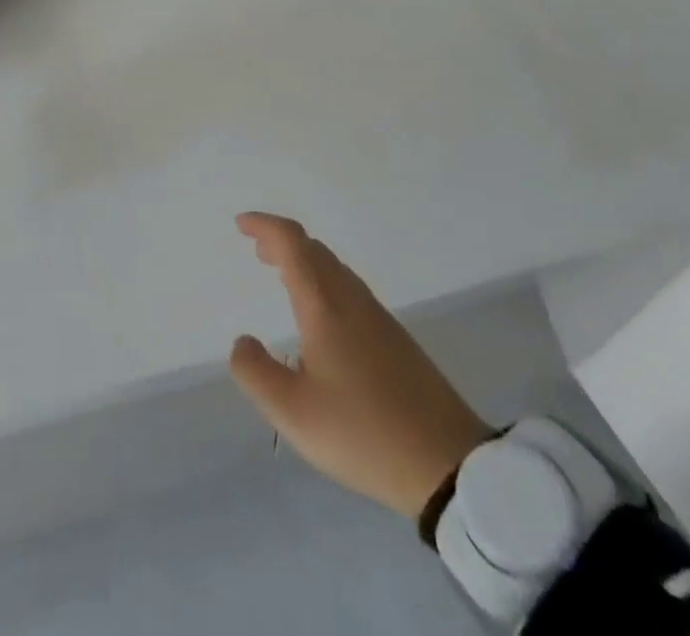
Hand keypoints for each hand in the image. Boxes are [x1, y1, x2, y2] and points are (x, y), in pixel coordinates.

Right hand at [229, 212, 492, 519]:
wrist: (448, 464)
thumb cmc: (363, 433)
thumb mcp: (293, 413)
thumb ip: (256, 373)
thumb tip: (242, 342)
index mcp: (325, 305)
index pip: (293, 243)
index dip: (265, 226)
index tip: (241, 224)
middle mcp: (351, 300)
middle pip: (314, 250)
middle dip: (282, 242)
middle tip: (256, 249)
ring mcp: (377, 317)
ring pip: (334, 269)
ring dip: (304, 261)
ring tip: (281, 274)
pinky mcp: (395, 339)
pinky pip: (349, 289)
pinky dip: (323, 282)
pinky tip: (320, 316)